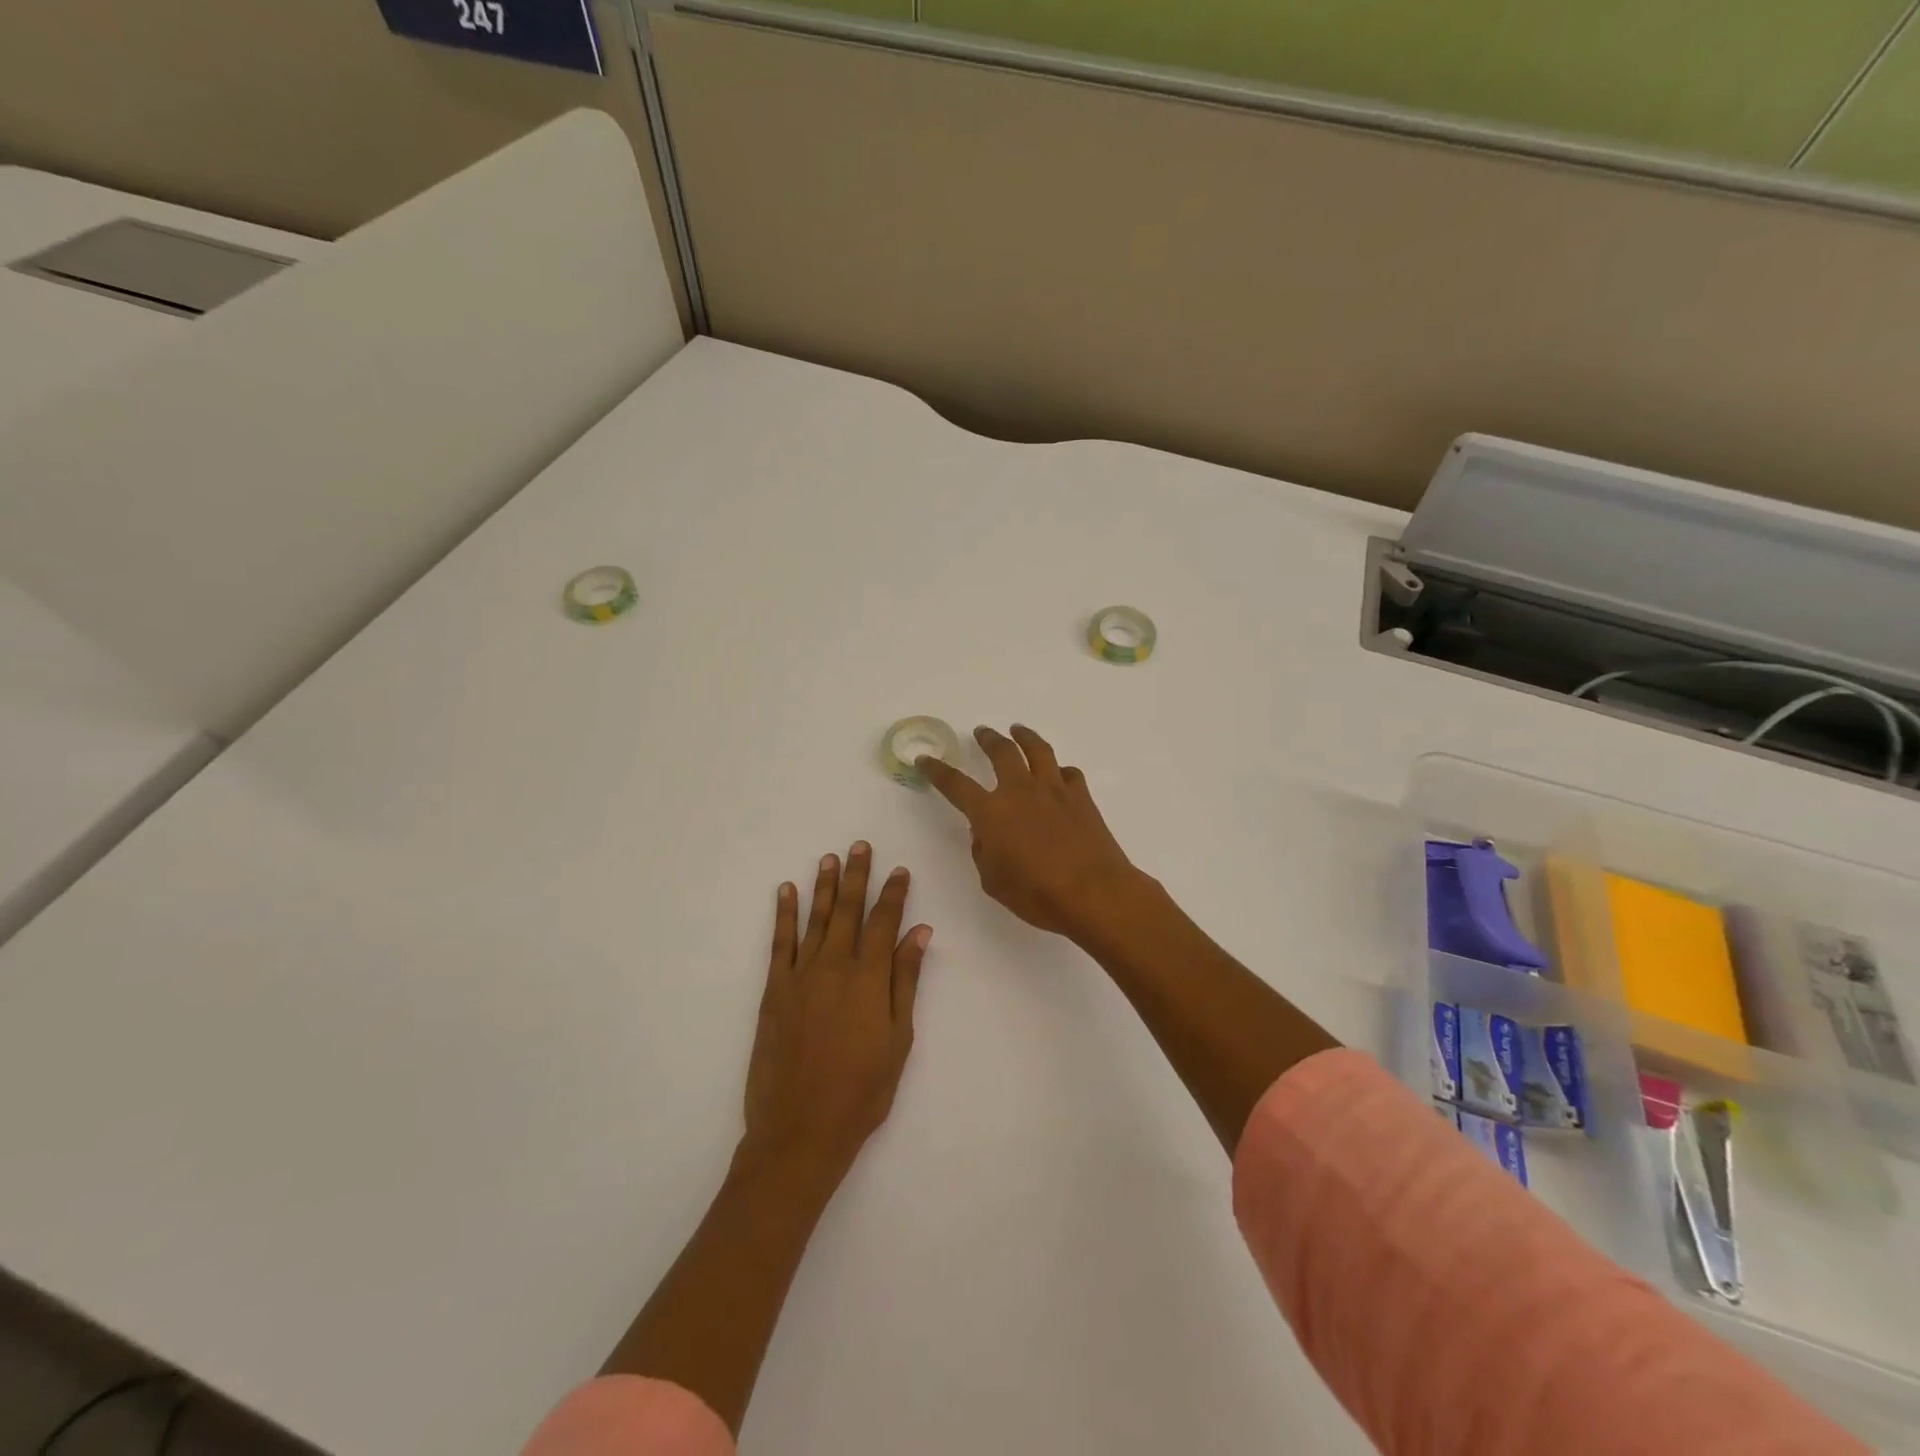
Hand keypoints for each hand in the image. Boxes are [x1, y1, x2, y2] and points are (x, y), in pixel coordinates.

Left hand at [739, 843, 931, 1183]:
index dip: (894, 894)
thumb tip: (920, 933)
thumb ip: (906, 981)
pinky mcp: (774, 990)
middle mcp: (834, 966)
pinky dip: (784, 914)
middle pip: (848, 910)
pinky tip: (786, 891)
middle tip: (860, 846)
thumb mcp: (898, 1039)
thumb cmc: (862, 1091)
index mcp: (869, 978)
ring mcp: (800, 976)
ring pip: (815, 919)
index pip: (884, 922)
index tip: (900, 870)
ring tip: (829, 858)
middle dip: (857, 876)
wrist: (800, 1130)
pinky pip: (780, 942)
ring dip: (824, 886)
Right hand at [918, 725, 1142, 940]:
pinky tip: (1058, 774)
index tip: (925, 759)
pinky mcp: (1081, 797)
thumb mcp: (993, 881)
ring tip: (1018, 730)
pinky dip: (1059, 770)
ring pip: (1038, 750)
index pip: (955, 784)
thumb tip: (985, 833)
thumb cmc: (1037, 895)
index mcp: (991, 812)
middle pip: (1001, 752)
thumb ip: (984, 852)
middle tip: (982, 732)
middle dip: (988, 739)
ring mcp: (1054, 790)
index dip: (937, 770)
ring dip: (1024, 737)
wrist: (1093, 893)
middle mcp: (1020, 791)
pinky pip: (1069, 773)